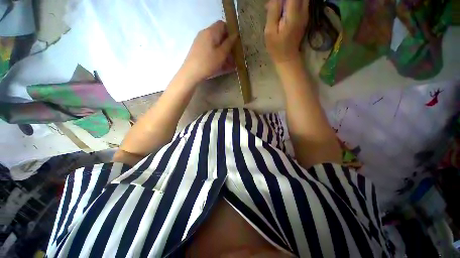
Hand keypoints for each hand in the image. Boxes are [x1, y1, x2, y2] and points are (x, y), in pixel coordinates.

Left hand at [179, 20, 237, 83]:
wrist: (191, 72)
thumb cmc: (208, 63)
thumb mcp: (222, 54)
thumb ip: (229, 43)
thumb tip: (235, 34)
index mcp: (211, 32)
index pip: (222, 24)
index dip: (230, 32)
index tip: (234, 43)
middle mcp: (204, 33)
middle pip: (218, 35)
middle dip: (227, 44)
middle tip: (233, 56)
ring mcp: (200, 41)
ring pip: (214, 44)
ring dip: (222, 51)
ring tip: (229, 64)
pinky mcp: (198, 49)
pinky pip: (210, 49)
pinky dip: (216, 55)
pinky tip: (220, 65)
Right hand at [264, 0, 308, 63]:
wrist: (287, 57)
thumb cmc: (276, 47)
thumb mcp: (270, 32)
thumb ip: (273, 12)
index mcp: (293, 14)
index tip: (273, 2)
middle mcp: (303, 11)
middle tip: (276, 5)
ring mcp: (305, 13)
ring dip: (288, 1)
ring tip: (278, 7)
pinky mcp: (304, 16)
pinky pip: (301, 2)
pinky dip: (291, 2)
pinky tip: (282, 9)